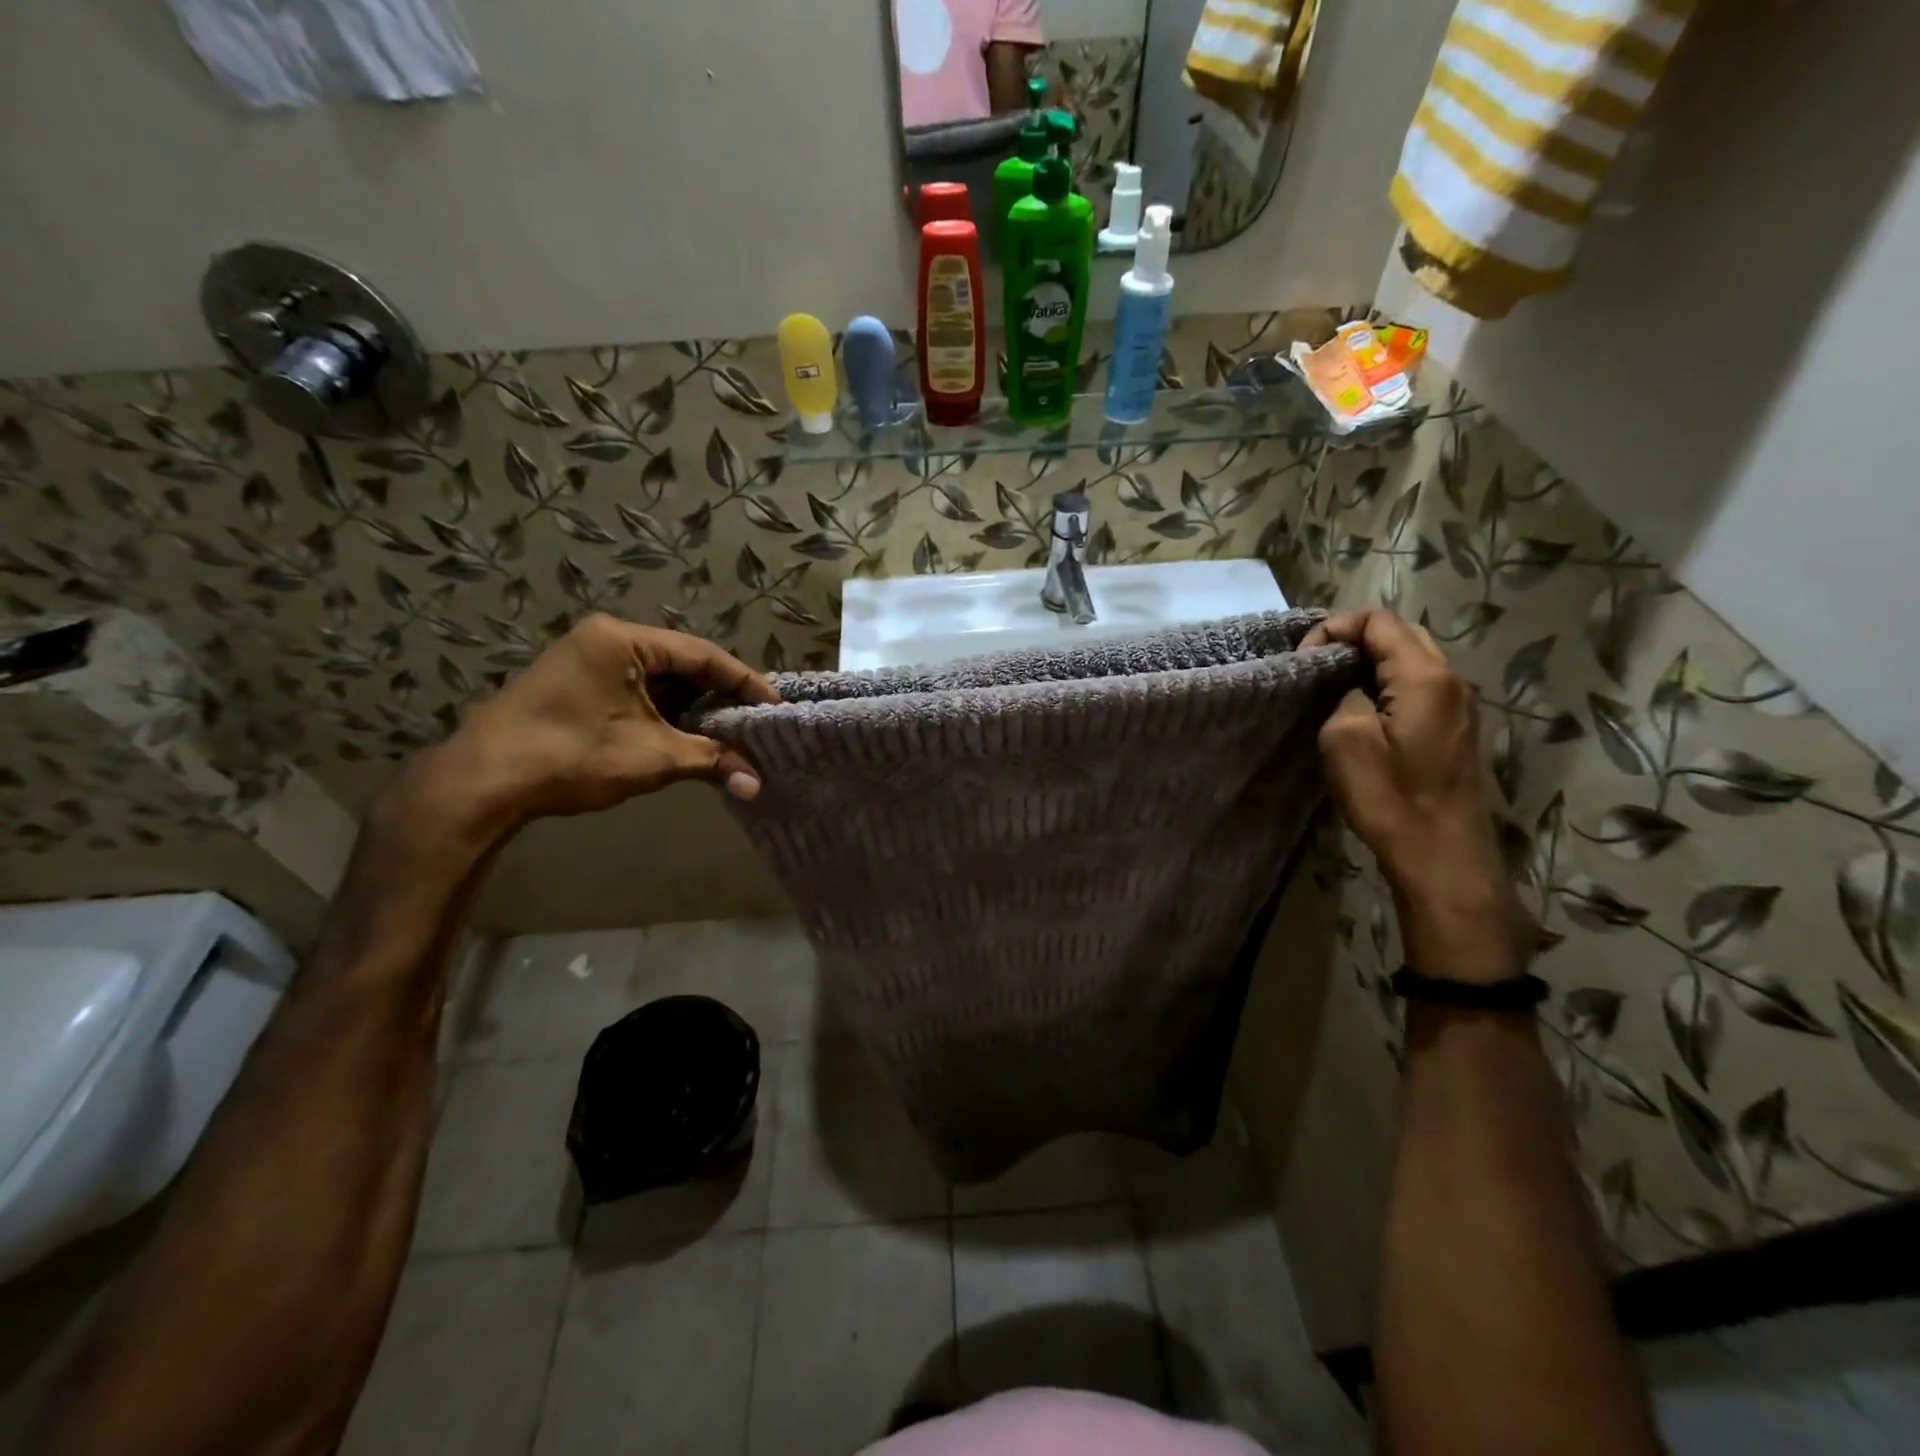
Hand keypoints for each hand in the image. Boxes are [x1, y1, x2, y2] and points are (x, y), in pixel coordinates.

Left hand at [400, 615, 779, 839]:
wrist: (481, 783)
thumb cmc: (570, 756)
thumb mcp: (651, 757)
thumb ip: (711, 761)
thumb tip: (758, 785)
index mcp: (624, 640)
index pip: (703, 655)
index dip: (745, 683)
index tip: (775, 707)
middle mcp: (606, 638)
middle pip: (682, 664)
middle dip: (720, 697)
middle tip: (755, 723)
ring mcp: (586, 659)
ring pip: (659, 679)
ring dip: (693, 708)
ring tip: (730, 734)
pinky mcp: (576, 684)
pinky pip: (636, 690)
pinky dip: (665, 712)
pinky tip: (687, 736)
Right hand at [1303, 610, 1520, 981]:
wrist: (1442, 857)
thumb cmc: (1391, 798)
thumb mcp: (1345, 740)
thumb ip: (1342, 694)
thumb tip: (1346, 684)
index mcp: (1425, 677)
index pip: (1379, 621)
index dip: (1335, 628)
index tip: (1302, 658)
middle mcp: (1450, 681)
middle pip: (1400, 633)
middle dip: (1352, 640)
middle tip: (1314, 666)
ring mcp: (1458, 706)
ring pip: (1410, 659)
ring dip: (1368, 663)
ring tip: (1330, 685)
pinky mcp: (1454, 730)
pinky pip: (1417, 687)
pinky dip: (1385, 684)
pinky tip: (1359, 709)